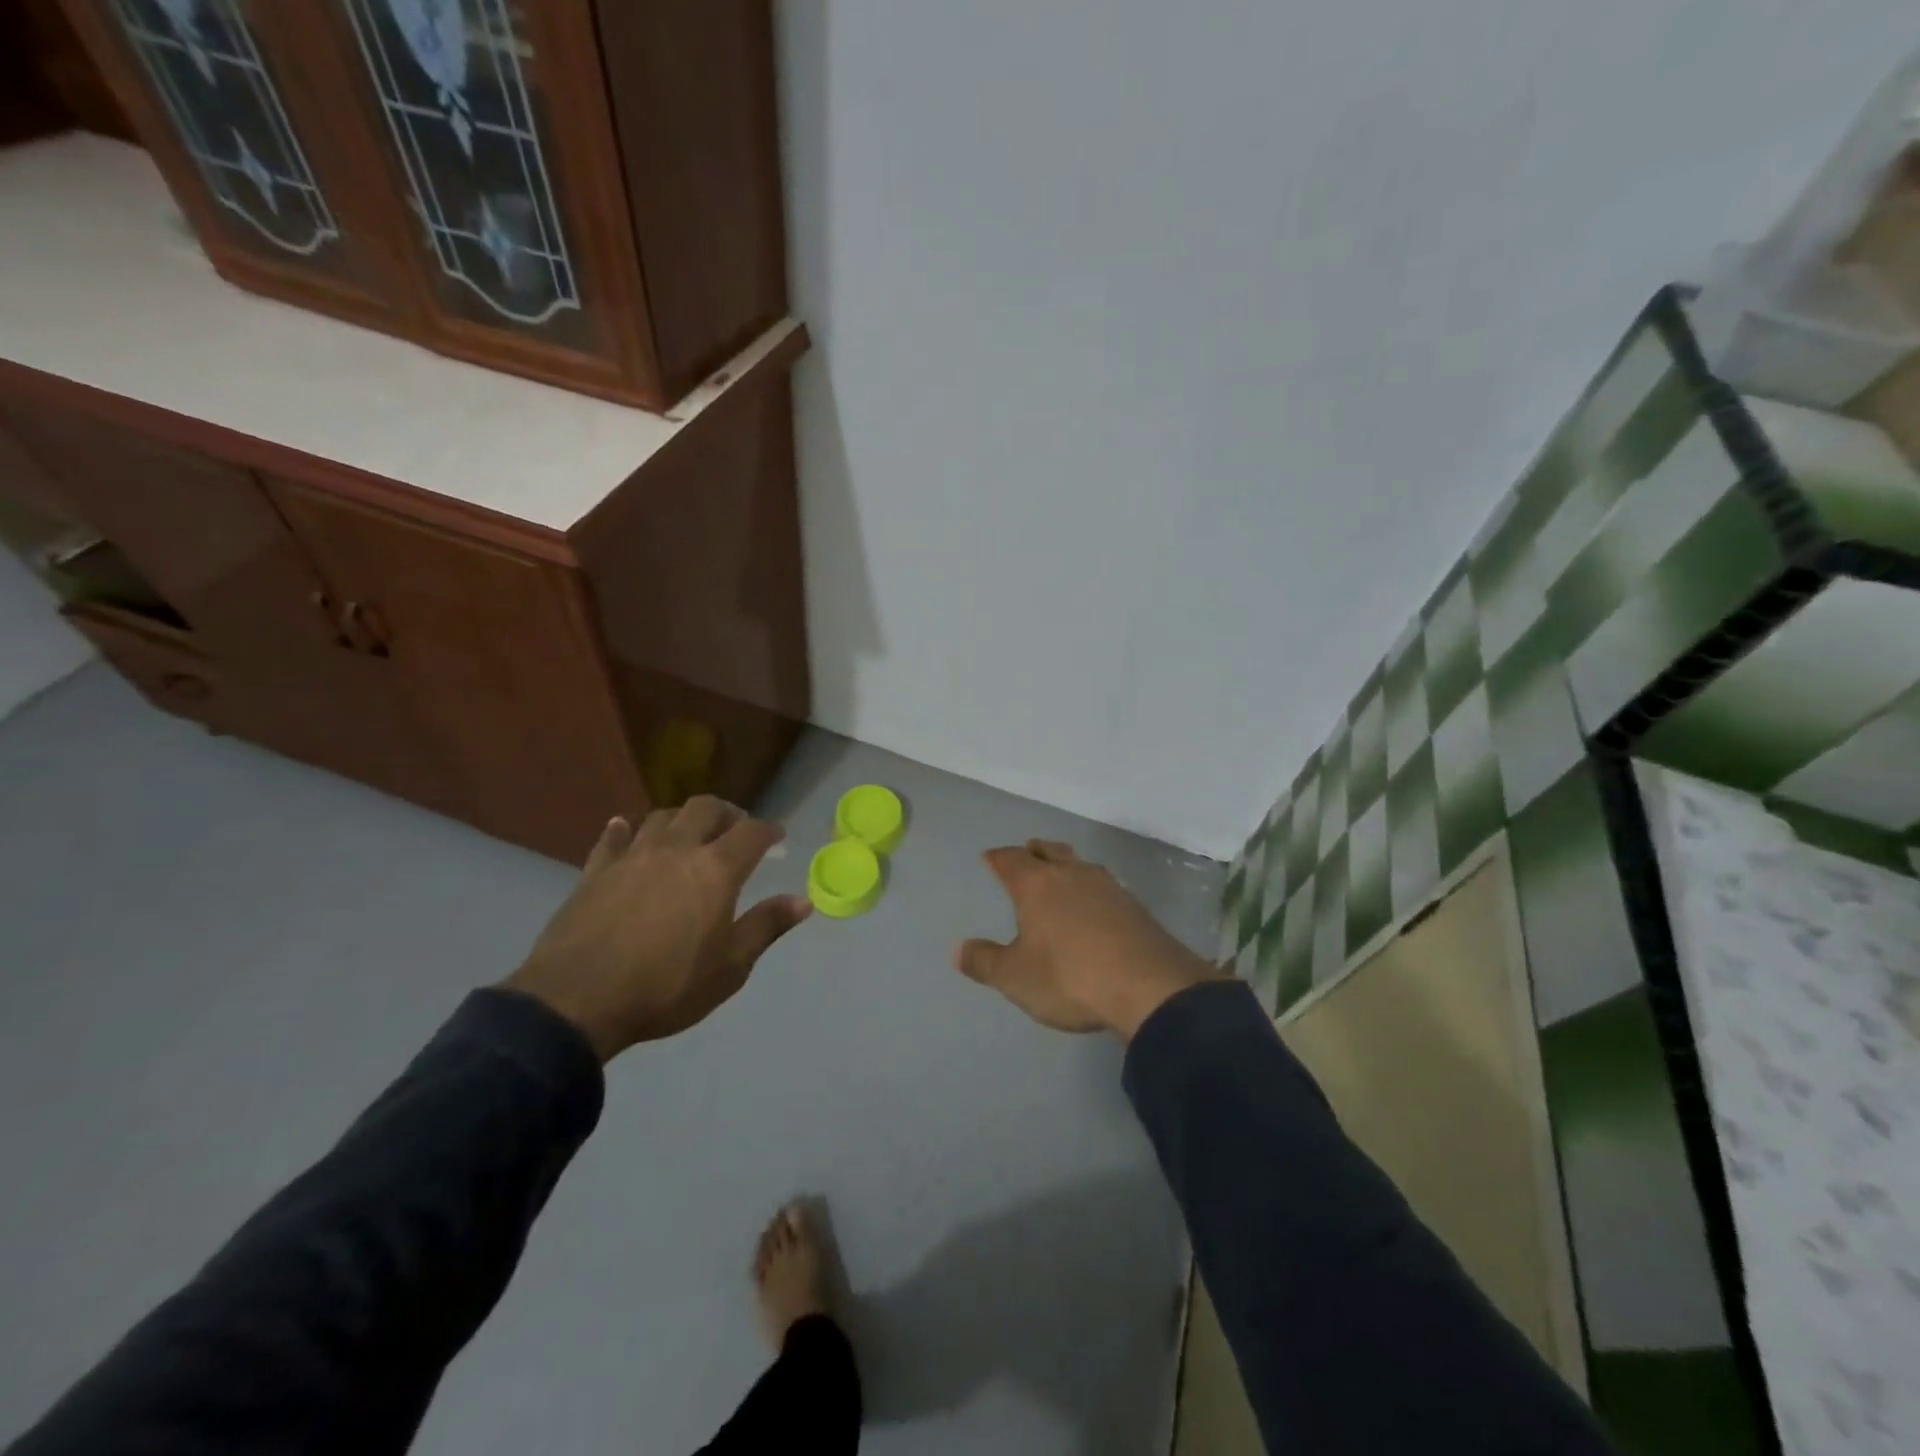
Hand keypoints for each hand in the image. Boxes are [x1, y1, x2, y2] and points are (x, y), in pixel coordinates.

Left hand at [504, 798, 810, 1061]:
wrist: (576, 1001)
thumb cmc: (666, 987)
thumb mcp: (730, 967)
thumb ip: (766, 927)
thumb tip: (803, 901)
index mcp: (715, 870)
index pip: (751, 832)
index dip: (769, 830)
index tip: (777, 838)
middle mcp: (676, 850)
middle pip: (705, 808)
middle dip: (727, 813)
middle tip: (736, 829)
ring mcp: (632, 856)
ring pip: (662, 816)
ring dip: (682, 819)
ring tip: (688, 834)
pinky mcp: (595, 870)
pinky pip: (613, 838)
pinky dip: (624, 830)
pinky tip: (624, 830)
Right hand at [955, 839, 1223, 1039]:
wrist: (1149, 986)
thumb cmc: (1069, 977)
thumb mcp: (1016, 977)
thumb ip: (985, 961)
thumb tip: (957, 950)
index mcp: (1038, 885)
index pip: (1011, 861)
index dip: (998, 858)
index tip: (990, 856)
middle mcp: (1073, 876)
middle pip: (1051, 852)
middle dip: (1036, 850)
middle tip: (1028, 849)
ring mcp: (1109, 888)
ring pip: (1081, 865)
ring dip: (1068, 865)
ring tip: (1063, 872)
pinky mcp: (1136, 907)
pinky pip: (1105, 887)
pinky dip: (1093, 889)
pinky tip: (1097, 903)